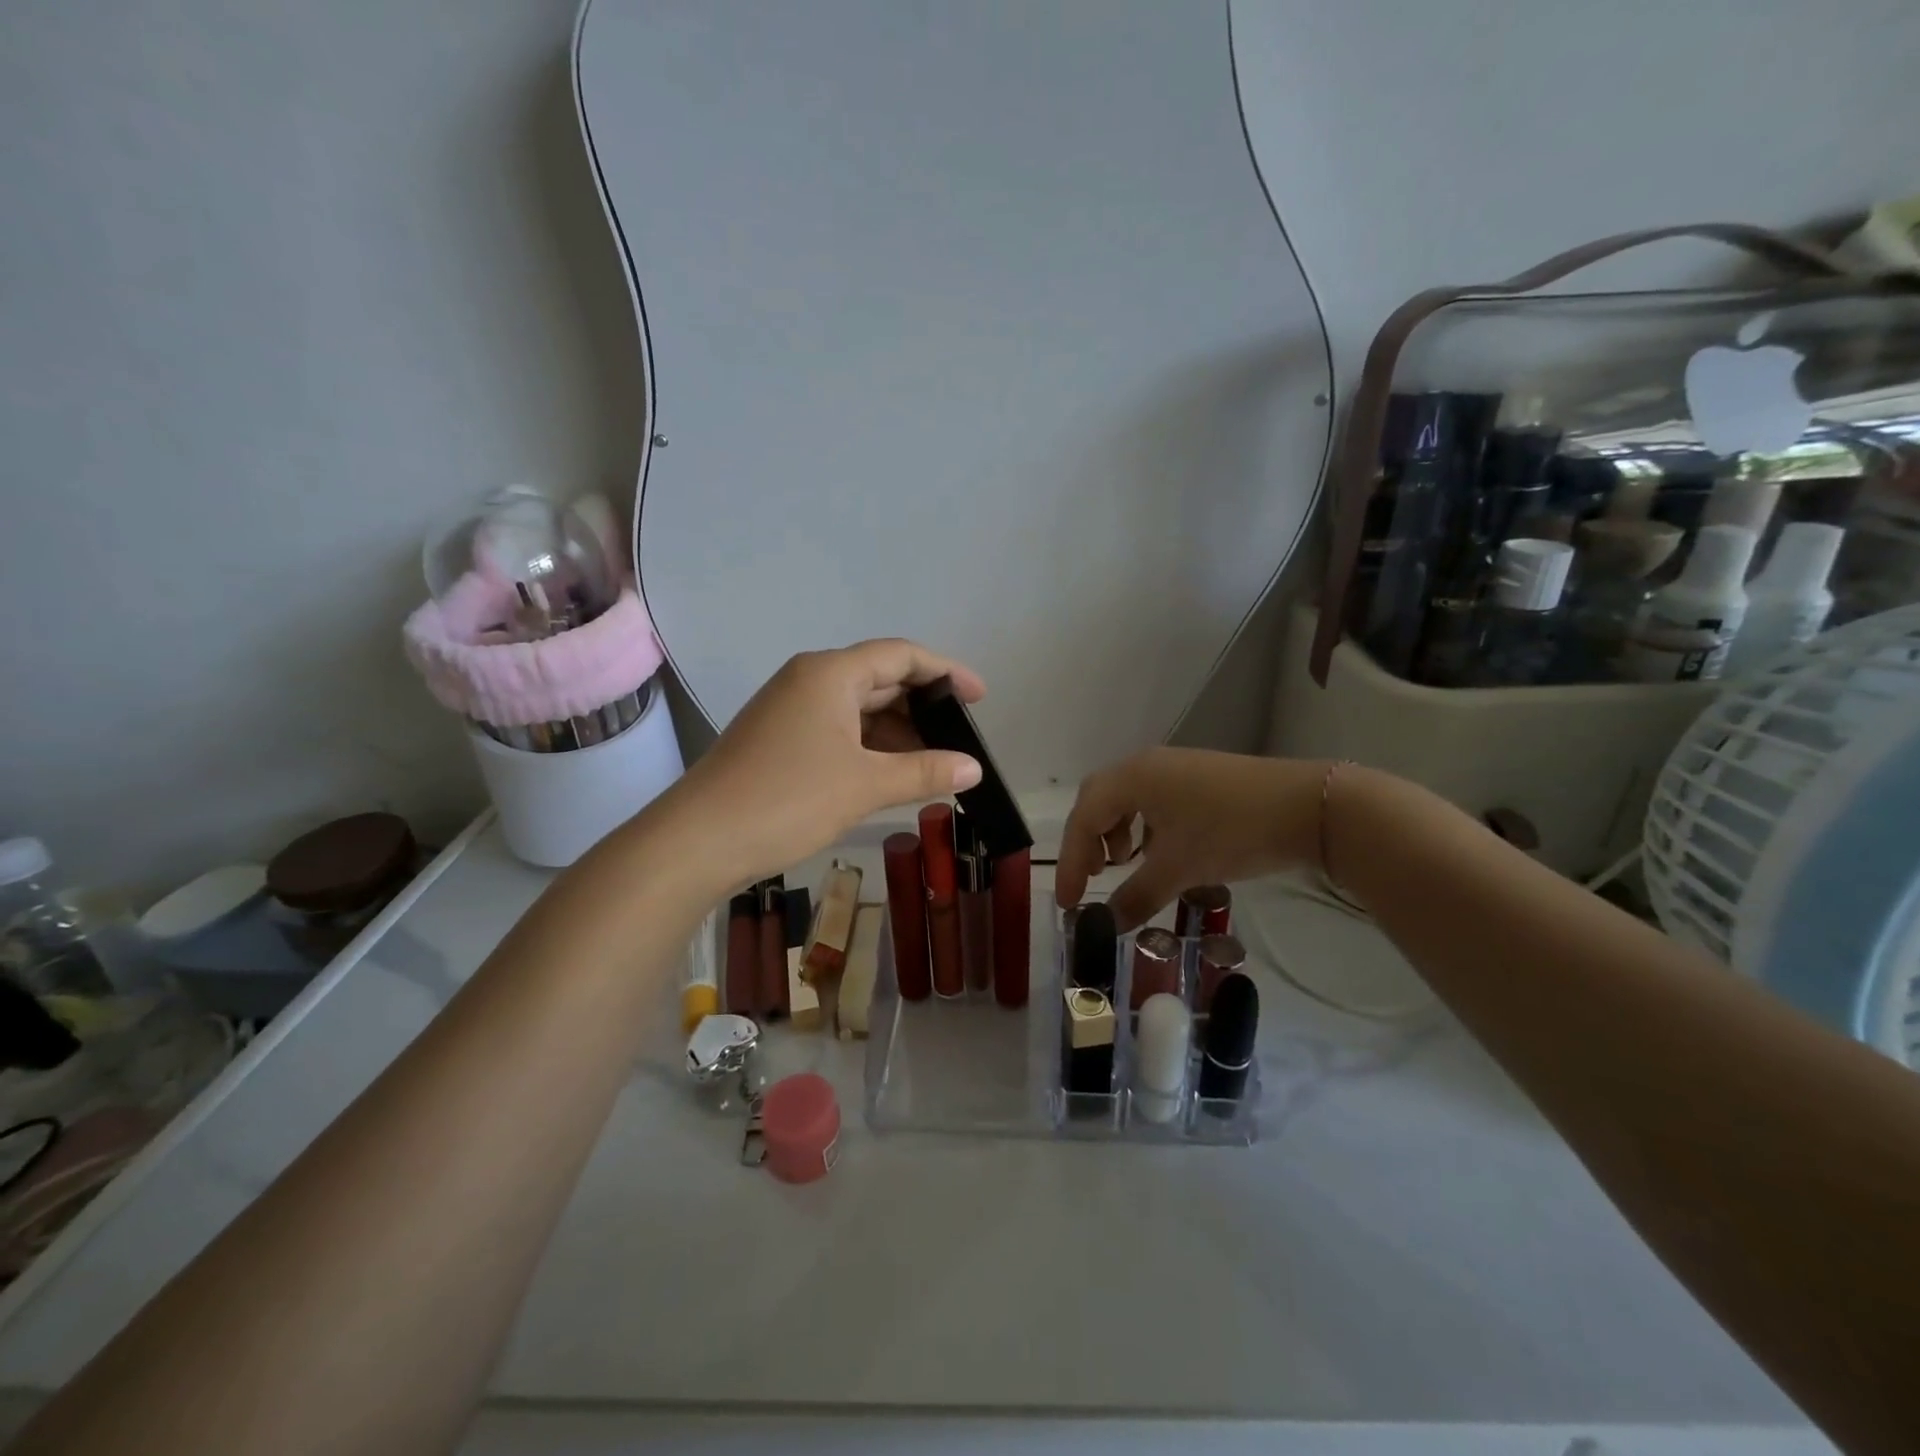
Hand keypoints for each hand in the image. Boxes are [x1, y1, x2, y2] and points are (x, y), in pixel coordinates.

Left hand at [667, 639, 985, 888]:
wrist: (698, 840)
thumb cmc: (788, 799)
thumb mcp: (865, 785)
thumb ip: (924, 771)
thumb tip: (974, 769)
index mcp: (830, 673)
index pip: (901, 655)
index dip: (946, 671)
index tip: (979, 696)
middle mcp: (809, 680)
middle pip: (880, 678)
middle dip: (923, 705)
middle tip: (961, 736)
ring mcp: (790, 709)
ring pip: (858, 708)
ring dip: (897, 730)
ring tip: (934, 761)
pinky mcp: (779, 738)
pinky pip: (838, 729)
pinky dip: (870, 746)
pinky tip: (891, 772)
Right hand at [1055, 748, 1328, 930]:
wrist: (1307, 807)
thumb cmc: (1231, 832)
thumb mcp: (1179, 869)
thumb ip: (1136, 897)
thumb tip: (1106, 925)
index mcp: (1131, 778)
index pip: (1083, 819)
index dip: (1070, 862)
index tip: (1069, 903)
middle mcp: (1145, 765)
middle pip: (1098, 800)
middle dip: (1087, 841)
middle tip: (1090, 878)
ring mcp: (1173, 767)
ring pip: (1125, 798)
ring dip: (1114, 831)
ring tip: (1122, 864)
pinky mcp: (1196, 776)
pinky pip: (1151, 799)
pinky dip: (1141, 826)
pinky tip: (1158, 852)